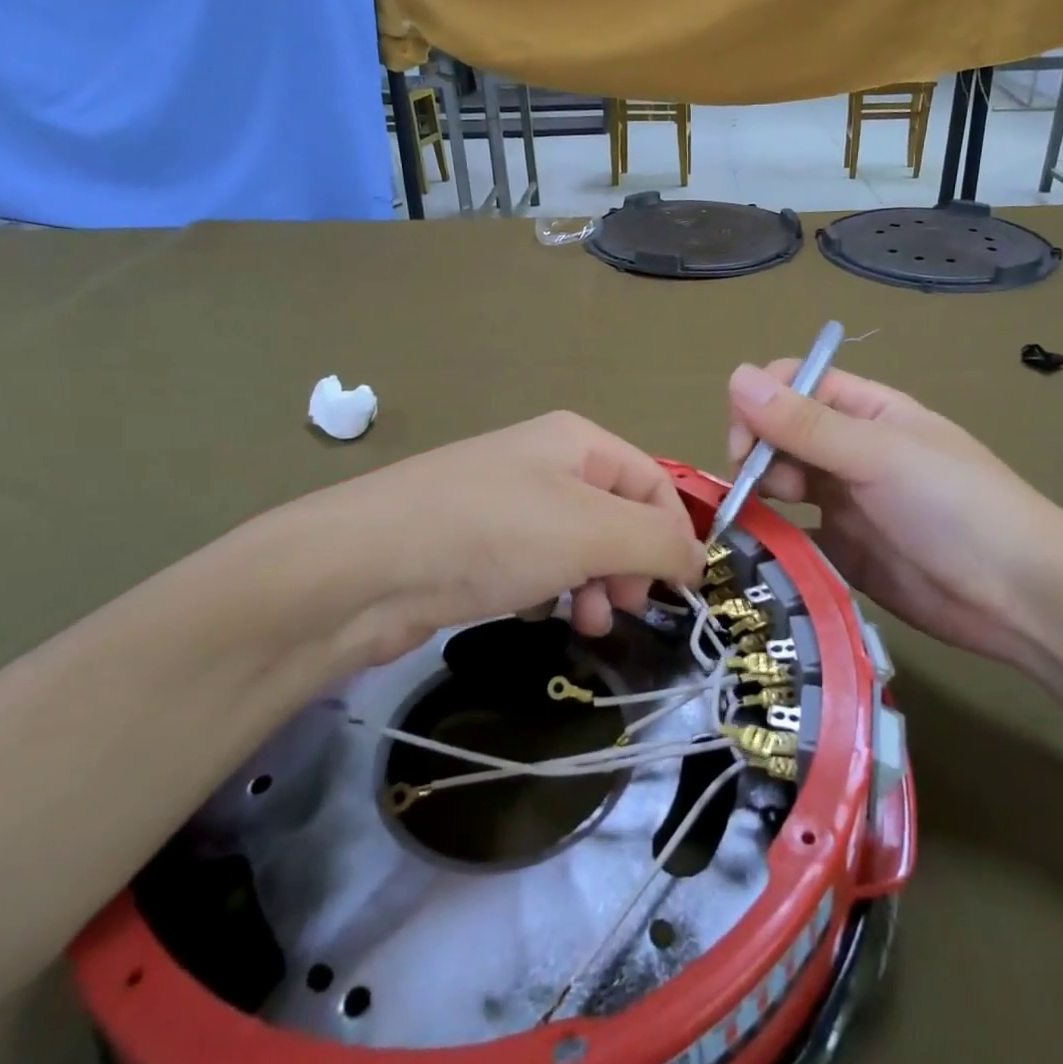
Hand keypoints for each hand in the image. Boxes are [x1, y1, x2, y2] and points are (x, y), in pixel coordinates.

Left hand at [264, 411, 706, 669]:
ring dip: (596, 584)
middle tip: (625, 607)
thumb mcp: (593, 532)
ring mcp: (509, 504)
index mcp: (578, 442)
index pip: (654, 482)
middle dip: (632, 564)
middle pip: (619, 515)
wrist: (364, 568)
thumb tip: (698, 560)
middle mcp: (546, 464)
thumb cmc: (493, 534)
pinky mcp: (479, 545)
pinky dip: (552, 590)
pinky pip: (539, 565)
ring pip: (580, 545)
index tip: (682, 591)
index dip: (675, 534)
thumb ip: (659, 542)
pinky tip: (538, 612)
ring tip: (587, 621)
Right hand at [726, 362, 1062, 663]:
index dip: (761, 404)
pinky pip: (792, 534)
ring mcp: (843, 501)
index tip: (747, 444)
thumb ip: (805, 423)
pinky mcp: (841, 550)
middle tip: (766, 489)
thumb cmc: (956, 507)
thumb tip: (735, 375)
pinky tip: (767, 550)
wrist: (1020, 599)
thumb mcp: (879, 455)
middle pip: (778, 434)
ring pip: (780, 482)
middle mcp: (848, 450)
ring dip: (761, 494)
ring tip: (769, 519)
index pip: (793, 384)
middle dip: (759, 453)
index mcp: (864, 411)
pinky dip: (774, 537)